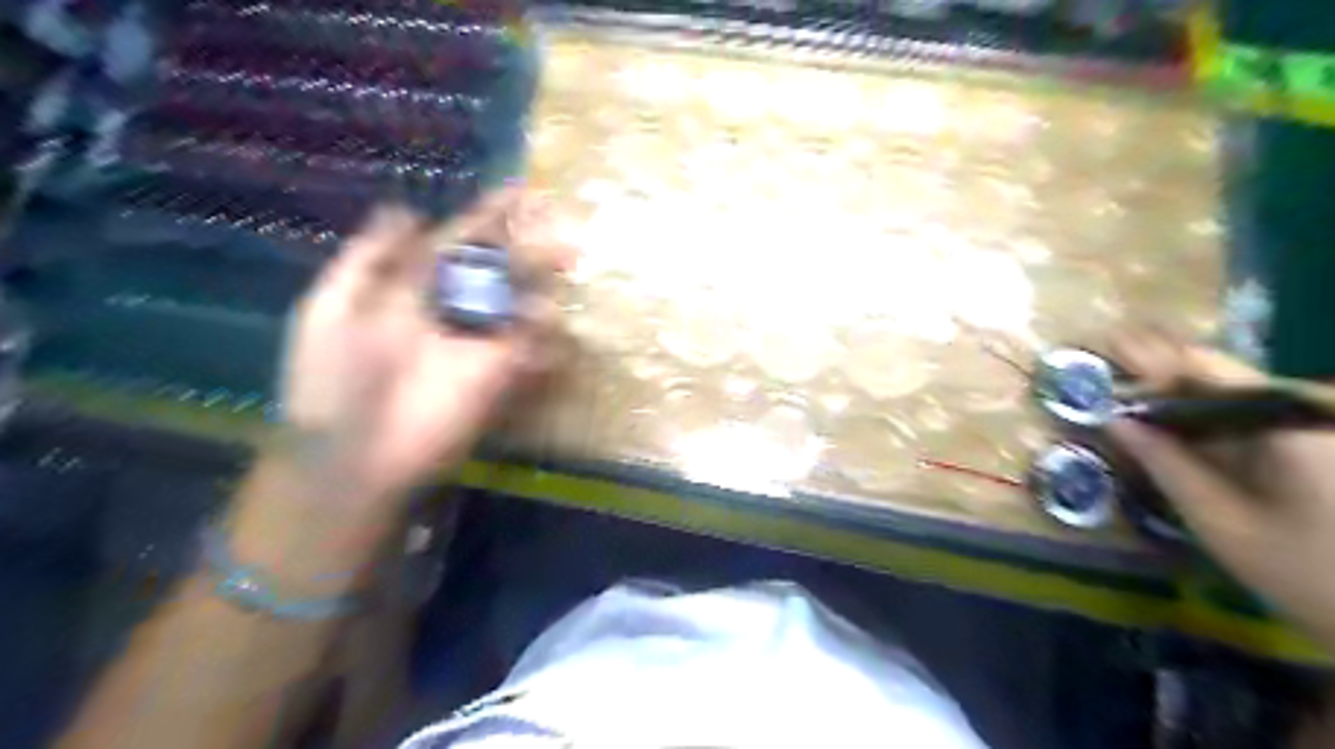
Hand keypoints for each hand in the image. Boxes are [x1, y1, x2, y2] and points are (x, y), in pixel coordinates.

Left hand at [281, 186, 560, 505]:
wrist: (352, 457)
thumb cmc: (331, 383)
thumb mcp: (330, 310)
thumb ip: (369, 261)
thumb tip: (404, 208)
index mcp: (411, 290)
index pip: (457, 244)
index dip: (486, 217)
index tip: (518, 191)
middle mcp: (451, 311)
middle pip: (497, 269)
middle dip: (527, 245)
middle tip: (563, 222)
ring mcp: (478, 343)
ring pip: (519, 303)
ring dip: (543, 282)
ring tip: (569, 257)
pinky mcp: (498, 374)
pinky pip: (530, 347)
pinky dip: (546, 334)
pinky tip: (556, 317)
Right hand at [1105, 329, 1334, 649]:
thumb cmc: (1309, 576)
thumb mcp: (1219, 522)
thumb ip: (1164, 463)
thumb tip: (1114, 420)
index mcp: (1288, 421)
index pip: (1201, 366)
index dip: (1145, 363)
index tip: (1100, 364)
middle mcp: (1310, 408)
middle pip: (1220, 375)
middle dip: (1159, 376)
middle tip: (1105, 362)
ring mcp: (1320, 423)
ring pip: (1236, 393)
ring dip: (1182, 396)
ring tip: (1130, 394)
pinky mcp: (1322, 441)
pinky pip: (1258, 416)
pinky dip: (1212, 419)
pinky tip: (1175, 424)